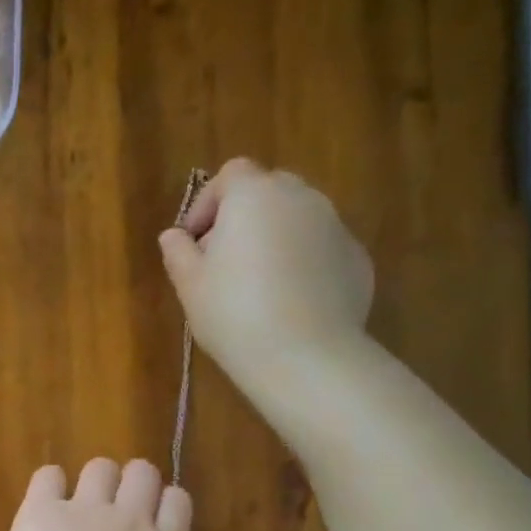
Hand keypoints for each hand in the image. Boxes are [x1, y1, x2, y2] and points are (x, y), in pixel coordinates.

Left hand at [0, 458, 191, 530]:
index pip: (178, 501)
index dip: (160, 505)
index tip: (146, 518)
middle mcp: (130, 522)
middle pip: (142, 472)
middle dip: (128, 485)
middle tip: (109, 509)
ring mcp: (86, 510)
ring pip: (100, 466)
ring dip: (91, 483)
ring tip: (74, 509)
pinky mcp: (42, 507)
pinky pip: (49, 474)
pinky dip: (48, 487)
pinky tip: (42, 507)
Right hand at [159, 158, 374, 387]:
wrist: (304, 356)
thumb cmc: (234, 314)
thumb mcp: (190, 285)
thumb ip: (178, 253)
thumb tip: (173, 236)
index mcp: (254, 196)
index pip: (230, 174)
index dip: (207, 203)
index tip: (193, 241)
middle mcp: (301, 198)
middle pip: (269, 189)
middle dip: (244, 215)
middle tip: (224, 258)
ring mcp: (336, 226)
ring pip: (298, 218)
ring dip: (275, 237)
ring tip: (258, 283)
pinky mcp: (357, 258)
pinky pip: (321, 248)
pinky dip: (304, 261)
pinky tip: (289, 300)